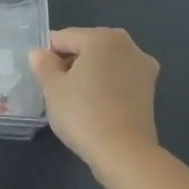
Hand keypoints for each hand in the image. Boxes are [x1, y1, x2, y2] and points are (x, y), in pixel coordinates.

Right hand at [29, 27, 159, 165]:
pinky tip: (93, 107)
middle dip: (70, 62)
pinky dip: (105, 87)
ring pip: (105, 64)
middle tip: (54, 88)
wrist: (123, 152)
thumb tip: (39, 53)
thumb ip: (44, 64)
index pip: (65, 38)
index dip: (47, 54)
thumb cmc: (82, 112)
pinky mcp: (150, 91)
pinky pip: (118, 80)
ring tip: (74, 100)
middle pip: (88, 47)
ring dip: (88, 75)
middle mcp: (128, 45)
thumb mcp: (52, 87)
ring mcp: (143, 68)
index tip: (38, 74)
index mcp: (102, 37)